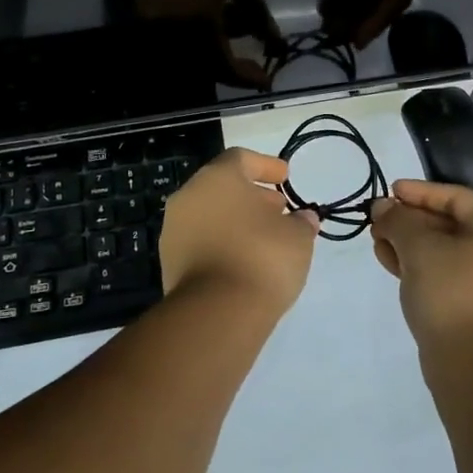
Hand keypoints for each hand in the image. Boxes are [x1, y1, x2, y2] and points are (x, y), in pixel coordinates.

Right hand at [121, 0, 278, 87]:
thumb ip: (257, 12)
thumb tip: (271, 41)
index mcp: (198, 26)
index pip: (224, 68)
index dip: (247, 78)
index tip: (267, 80)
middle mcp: (170, 33)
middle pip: (201, 69)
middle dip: (229, 68)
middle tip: (253, 60)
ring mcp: (153, 23)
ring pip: (185, 56)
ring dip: (212, 52)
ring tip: (237, 26)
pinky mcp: (144, 10)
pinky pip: (172, 39)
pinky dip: (195, 38)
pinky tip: (215, 16)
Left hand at [160, 148, 320, 316]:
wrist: (216, 314)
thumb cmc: (262, 257)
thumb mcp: (297, 236)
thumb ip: (301, 221)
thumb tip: (303, 219)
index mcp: (217, 177)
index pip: (240, 158)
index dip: (266, 166)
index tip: (285, 178)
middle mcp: (189, 196)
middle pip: (222, 186)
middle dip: (252, 196)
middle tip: (278, 210)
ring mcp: (174, 231)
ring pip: (209, 215)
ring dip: (236, 221)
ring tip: (265, 239)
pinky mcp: (169, 264)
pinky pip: (201, 242)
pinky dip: (222, 244)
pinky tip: (245, 261)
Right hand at [370, 179, 472, 352]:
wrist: (471, 368)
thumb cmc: (451, 294)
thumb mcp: (419, 248)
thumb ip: (398, 220)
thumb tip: (383, 207)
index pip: (458, 198)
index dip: (421, 191)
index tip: (391, 190)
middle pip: (451, 224)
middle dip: (411, 220)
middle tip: (378, 218)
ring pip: (445, 251)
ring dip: (410, 243)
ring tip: (377, 240)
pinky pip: (446, 274)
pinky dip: (420, 265)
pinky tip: (389, 262)